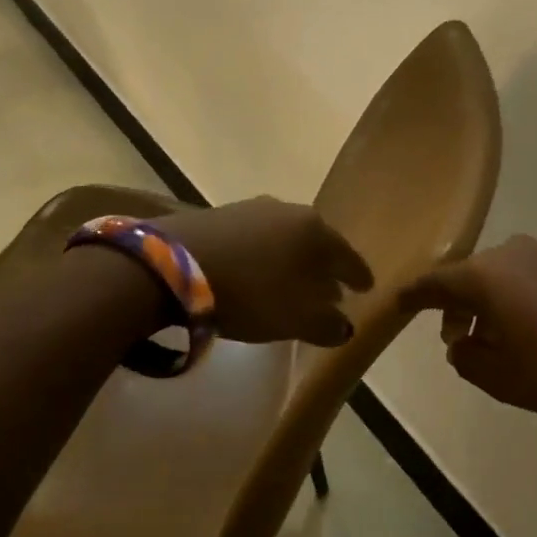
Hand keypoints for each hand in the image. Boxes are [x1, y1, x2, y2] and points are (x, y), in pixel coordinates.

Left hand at [164, 197, 373, 346]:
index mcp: (316, 231)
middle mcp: (288, 211)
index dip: (359, 275)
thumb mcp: (296, 319)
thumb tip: (345, 327)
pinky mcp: (218, 215)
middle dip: (324, 267)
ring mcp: (251, 209)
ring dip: (292, 261)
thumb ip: (327, 325)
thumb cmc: (250, 292)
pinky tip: (256, 272)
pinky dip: (264, 256)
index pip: (348, 256)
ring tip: (292, 283)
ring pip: (285, 239)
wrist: (170, 268)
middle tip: (331, 289)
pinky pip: (255, 239)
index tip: (367, 288)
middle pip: (317, 243)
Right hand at [398, 235, 536, 416]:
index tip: (397, 303)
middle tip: (457, 338)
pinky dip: (528, 301)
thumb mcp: (501, 378)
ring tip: (501, 340)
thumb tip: (460, 344)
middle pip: (472, 276)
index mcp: (487, 276)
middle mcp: (516, 255)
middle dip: (459, 306)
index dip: (414, 296)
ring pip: (508, 277)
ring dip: (495, 305)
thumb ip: (467, 360)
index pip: (436, 282)